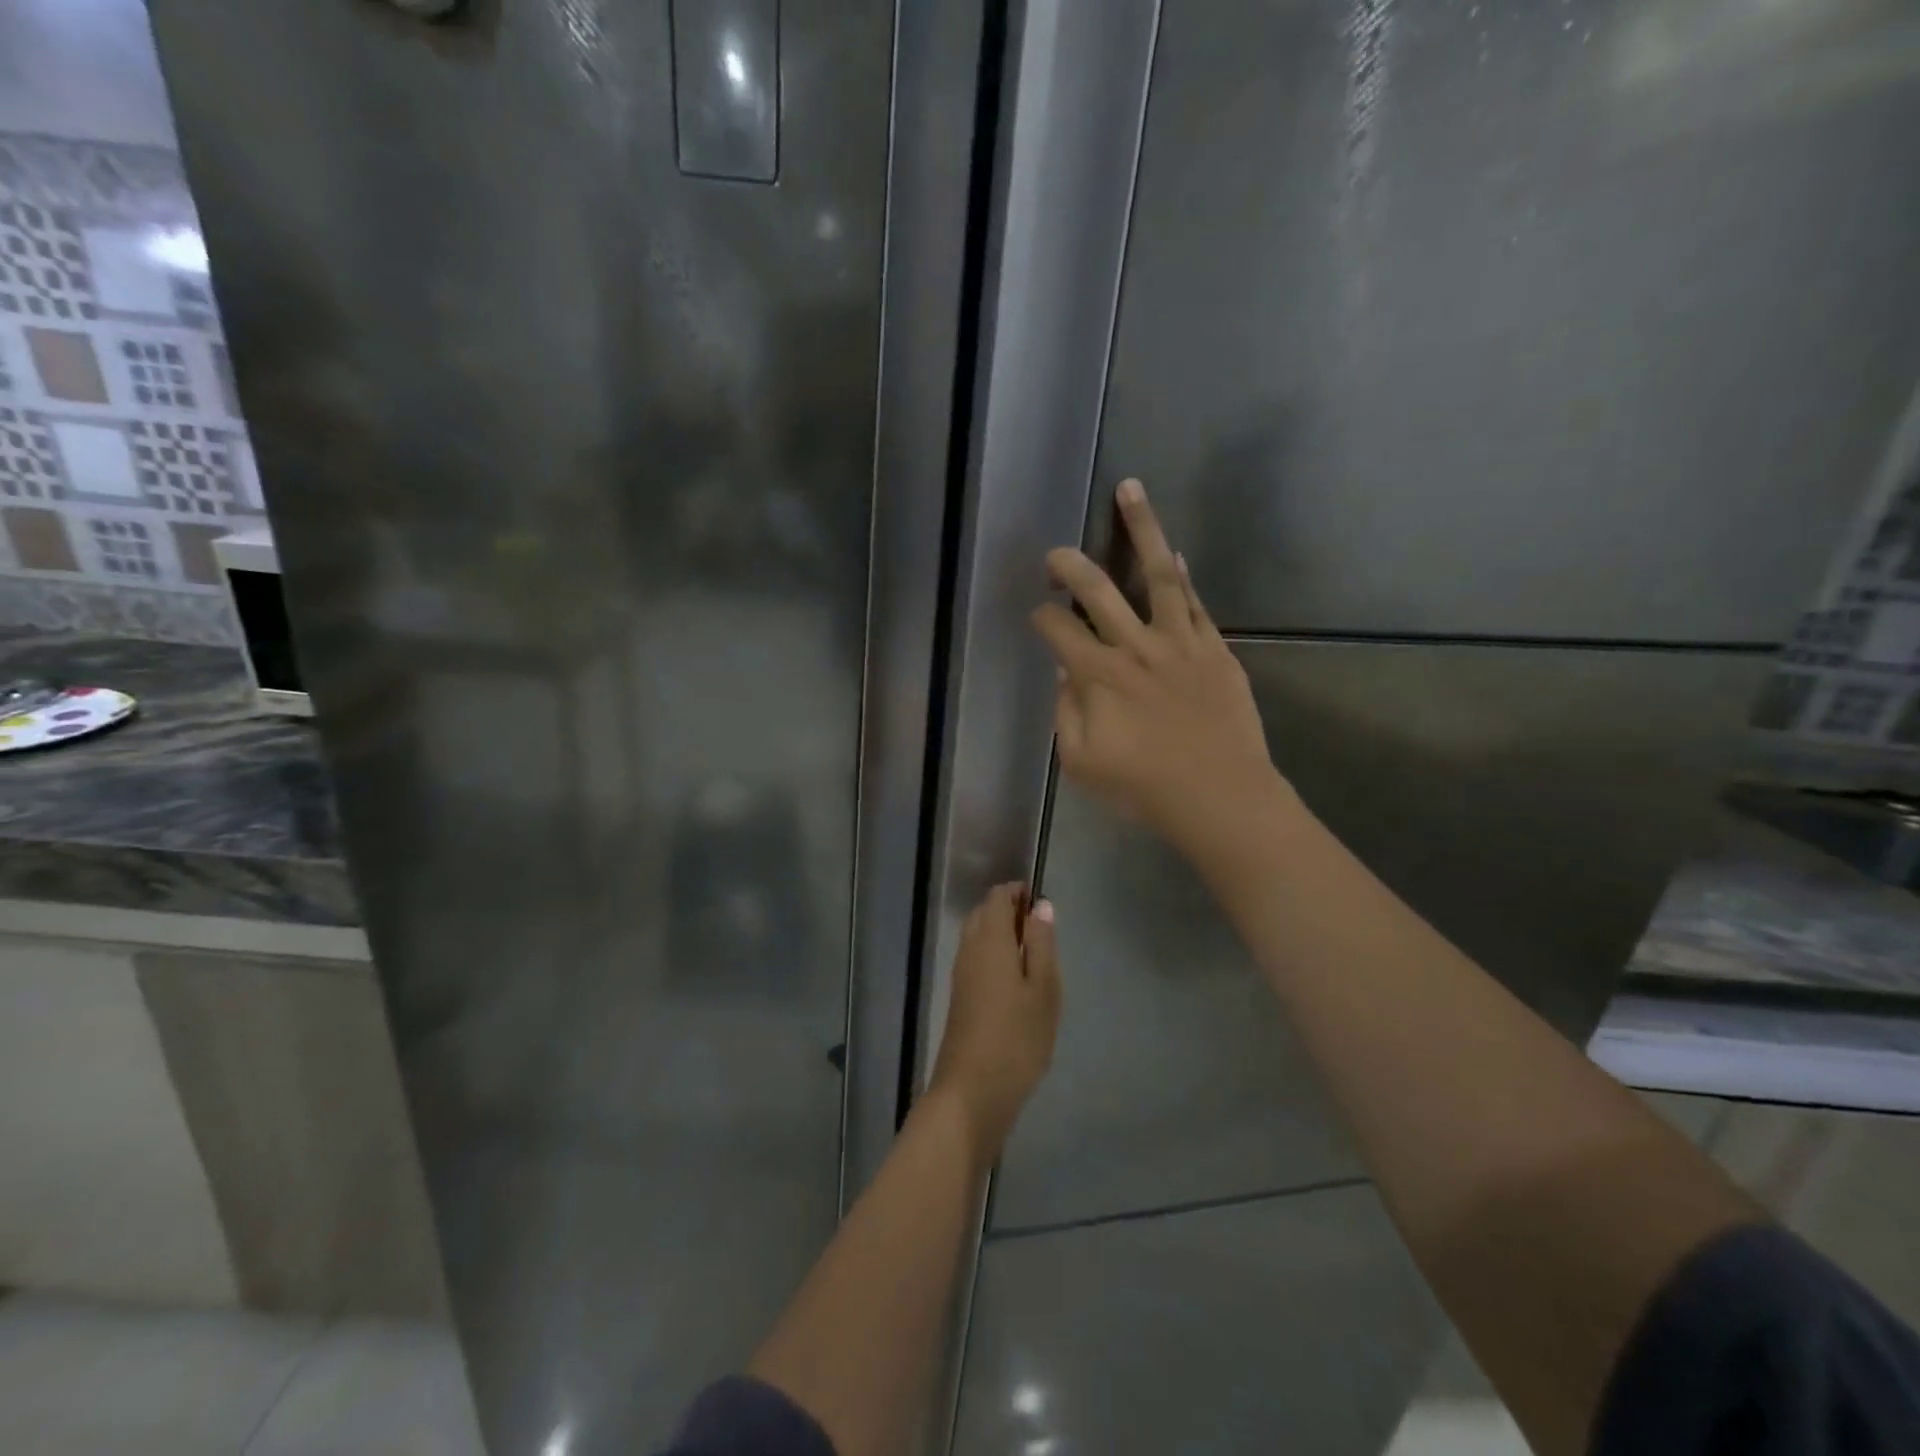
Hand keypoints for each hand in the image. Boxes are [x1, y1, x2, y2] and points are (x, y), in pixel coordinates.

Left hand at [926, 883, 1061, 1163]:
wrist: (972, 1093)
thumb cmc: (1016, 1038)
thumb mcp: (1043, 989)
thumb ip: (1041, 943)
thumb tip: (1041, 905)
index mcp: (989, 940)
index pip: (997, 897)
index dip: (1019, 893)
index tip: (1043, 906)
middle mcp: (969, 950)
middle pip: (985, 914)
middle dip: (1011, 912)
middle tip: (1043, 933)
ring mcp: (961, 975)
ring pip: (979, 937)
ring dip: (1003, 936)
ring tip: (1036, 958)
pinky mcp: (960, 997)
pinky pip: (977, 959)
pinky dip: (996, 956)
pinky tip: (1018, 983)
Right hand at [1030, 478, 1282, 854]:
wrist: (1222, 797)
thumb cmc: (1145, 788)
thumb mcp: (1081, 764)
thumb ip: (1066, 714)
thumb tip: (1067, 673)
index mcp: (1098, 676)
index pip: (1057, 630)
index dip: (1041, 618)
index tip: (1038, 618)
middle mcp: (1135, 647)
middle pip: (1096, 589)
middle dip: (1069, 565)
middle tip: (1055, 553)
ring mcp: (1180, 642)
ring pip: (1156, 575)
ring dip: (1141, 528)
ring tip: (1130, 488)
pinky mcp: (1215, 648)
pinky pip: (1196, 602)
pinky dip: (1183, 575)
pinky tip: (1174, 552)